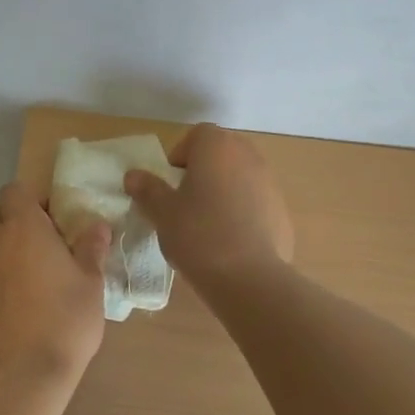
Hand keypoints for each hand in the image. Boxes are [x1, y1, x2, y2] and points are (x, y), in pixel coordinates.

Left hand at [0, 182, 109, 387]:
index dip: (32, 201)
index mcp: (23, 227)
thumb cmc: (64, 321)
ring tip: (11, 267)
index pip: (15, 190)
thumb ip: (91, 249)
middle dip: (5, 218)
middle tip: (31, 243)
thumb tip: (98, 226)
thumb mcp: (91, 284)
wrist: (21, 376)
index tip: (51, 221)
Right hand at [123, 123, 293, 287]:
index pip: (197, 135)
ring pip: (240, 177)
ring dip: (224, 191)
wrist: (251, 278)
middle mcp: (247, 155)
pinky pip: (256, 202)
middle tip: (186, 203)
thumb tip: (133, 175)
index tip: (172, 184)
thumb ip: (148, 189)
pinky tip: (231, 243)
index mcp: (217, 146)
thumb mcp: (162, 212)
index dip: (181, 156)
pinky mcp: (282, 210)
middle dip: (203, 172)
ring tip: (208, 226)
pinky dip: (243, 213)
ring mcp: (270, 182)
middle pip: (221, 154)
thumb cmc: (199, 234)